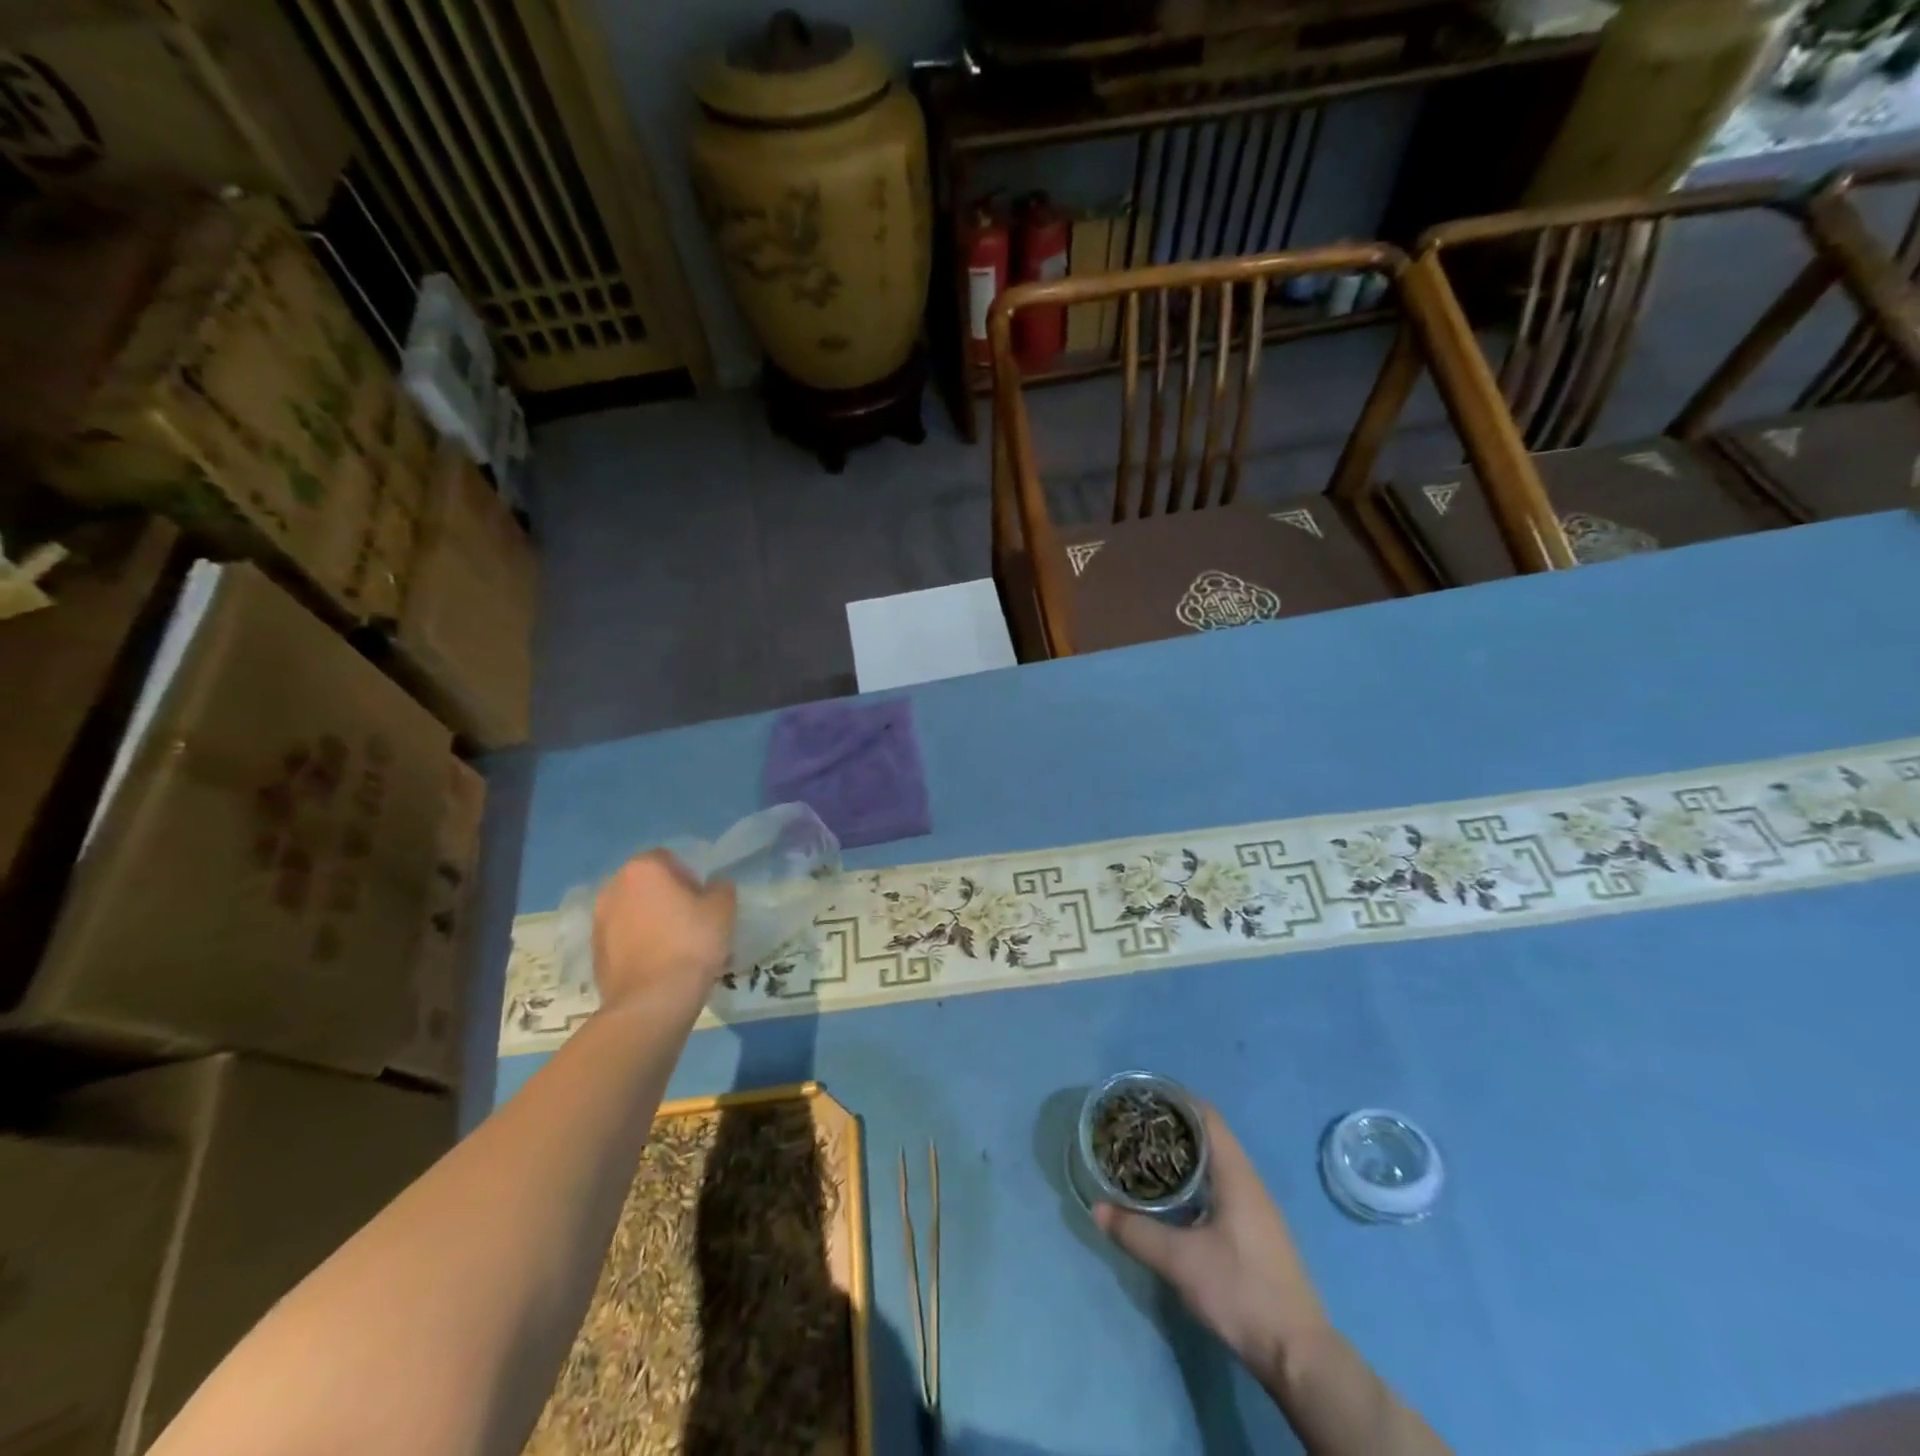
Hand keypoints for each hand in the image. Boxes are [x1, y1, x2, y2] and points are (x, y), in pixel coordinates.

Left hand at [591, 851, 736, 1013]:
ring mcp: (598, 921)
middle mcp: (613, 888)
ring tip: (673, 947)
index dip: (688, 877)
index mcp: (643, 869)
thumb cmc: (690, 944)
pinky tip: (657, 965)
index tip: (702, 901)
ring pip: (632, 912)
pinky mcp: (594, 952)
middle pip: (645, 884)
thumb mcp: (723, 910)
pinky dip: (637, 945)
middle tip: (689, 921)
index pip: (668, 859)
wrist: (651, 1002)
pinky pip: (622, 939)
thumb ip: (721, 889)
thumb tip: (714, 887)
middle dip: (665, 897)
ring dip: (649, 921)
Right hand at [1094, 1106, 1328, 1380]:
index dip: (1176, 1101)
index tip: (1144, 1098)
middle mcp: (1250, 1182)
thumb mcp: (1181, 1261)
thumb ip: (1137, 1232)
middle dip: (1174, 1128)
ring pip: (1217, 1165)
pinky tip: (1175, 1198)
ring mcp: (1257, 1209)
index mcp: (1236, 1175)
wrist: (1299, 1354)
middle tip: (1136, 1128)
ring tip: (1148, 1156)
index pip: (1206, 1116)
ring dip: (1185, 1156)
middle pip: (1210, 1136)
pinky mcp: (1257, 1233)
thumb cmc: (1241, 1291)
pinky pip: (1223, 1188)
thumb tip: (1097, 1209)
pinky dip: (1197, 1180)